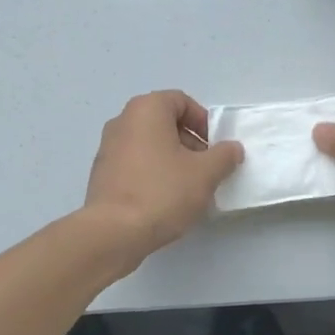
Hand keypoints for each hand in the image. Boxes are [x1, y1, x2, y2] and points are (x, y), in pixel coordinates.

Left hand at [84, 91, 243, 260]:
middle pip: (164, 122)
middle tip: (206, 169)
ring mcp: (108, 147)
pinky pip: (135, 164)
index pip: (181, 101)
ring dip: (172, 160)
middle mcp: (123, 121)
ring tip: (189, 189)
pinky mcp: (102, 174)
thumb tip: (231, 148)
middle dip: (190, 142)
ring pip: (150, 144)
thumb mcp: (205, 173)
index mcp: (146, 109)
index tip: (215, 147)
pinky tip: (165, 201)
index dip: (203, 122)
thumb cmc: (162, 192)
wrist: (113, 232)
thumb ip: (224, 156)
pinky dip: (153, 174)